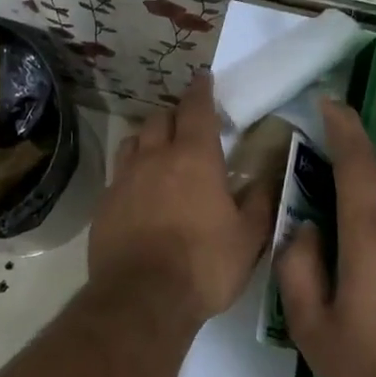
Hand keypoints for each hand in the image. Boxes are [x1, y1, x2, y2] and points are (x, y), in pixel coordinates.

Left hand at [90, 73, 276, 325]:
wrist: (142, 298)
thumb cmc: (204, 265)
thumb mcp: (249, 237)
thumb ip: (261, 200)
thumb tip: (271, 172)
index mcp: (194, 158)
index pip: (196, 109)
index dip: (201, 90)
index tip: (203, 79)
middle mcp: (155, 158)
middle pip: (160, 118)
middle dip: (174, 113)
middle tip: (187, 122)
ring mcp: (124, 179)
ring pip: (134, 140)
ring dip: (149, 137)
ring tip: (160, 148)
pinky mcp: (104, 203)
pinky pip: (118, 173)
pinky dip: (131, 169)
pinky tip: (139, 188)